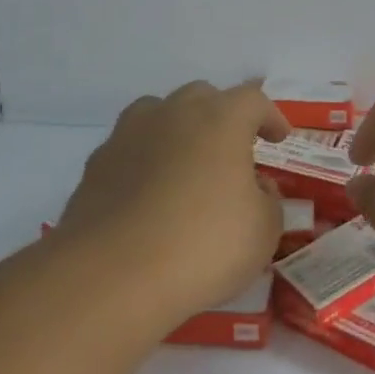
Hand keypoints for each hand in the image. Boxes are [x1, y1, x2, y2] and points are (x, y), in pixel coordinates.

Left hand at [55, 81, 290, 327]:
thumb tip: (256, 188)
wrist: (112, 277)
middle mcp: (172, 115)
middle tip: (234, 149)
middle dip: (223, 116)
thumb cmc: (203, 246)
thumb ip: (268, 201)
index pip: (253, 100)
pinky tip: (150, 194)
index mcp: (220, 120)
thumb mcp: (263, 230)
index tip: (279, 138)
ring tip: (187, 162)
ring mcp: (128, 136)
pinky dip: (146, 161)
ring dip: (178, 130)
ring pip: (158, 113)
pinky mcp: (95, 167)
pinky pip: (130, 149)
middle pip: (202, 97)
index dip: (270, 116)